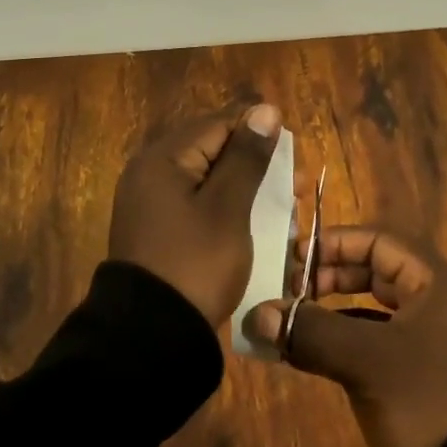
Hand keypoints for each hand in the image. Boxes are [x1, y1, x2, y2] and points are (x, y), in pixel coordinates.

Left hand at [108, 102, 283, 326]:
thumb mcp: (228, 208)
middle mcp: (150, 173)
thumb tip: (264, 110)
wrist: (150, 336)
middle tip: (296, 180)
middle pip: (211, 149)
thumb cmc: (195, 263)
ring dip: (245, 186)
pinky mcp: (157, 230)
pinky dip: (226, 207)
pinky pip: (196, 204)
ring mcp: (150, 204)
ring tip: (285, 202)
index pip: (217, 124)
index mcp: (162, 159)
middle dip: (255, 160)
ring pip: (207, 179)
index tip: (292, 144)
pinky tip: (254, 220)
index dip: (256, 128)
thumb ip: (246, 157)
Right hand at [242, 227, 446, 446]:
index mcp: (437, 283)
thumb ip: (310, 331)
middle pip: (377, 270)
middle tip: (290, 290)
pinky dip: (348, 338)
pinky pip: (380, 338)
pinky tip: (318, 351)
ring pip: (376, 306)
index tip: (294, 258)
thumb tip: (256, 315)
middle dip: (330, 276)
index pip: (379, 241)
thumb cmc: (426, 402)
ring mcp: (436, 338)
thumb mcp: (365, 362)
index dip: (334, 244)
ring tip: (296, 319)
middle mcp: (440, 302)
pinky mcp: (428, 371)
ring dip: (334, 309)